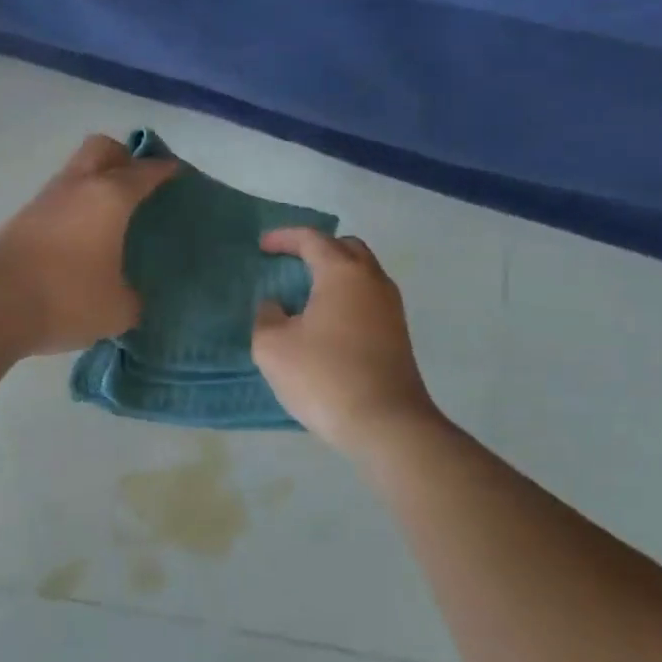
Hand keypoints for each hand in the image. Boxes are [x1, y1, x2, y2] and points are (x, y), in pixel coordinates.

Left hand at [0, 135, 176, 354]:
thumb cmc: (67, 298)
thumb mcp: (117, 310)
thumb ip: (131, 299)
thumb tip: (127, 297)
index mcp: (109, 197)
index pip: (144, 171)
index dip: (163, 169)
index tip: (175, 173)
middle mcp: (76, 187)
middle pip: (102, 148)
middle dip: (123, 157)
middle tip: (137, 183)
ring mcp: (44, 201)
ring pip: (75, 172)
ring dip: (94, 182)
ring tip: (110, 215)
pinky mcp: (20, 221)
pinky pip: (57, 200)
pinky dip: (73, 207)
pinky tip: (81, 237)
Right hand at [251, 228, 439, 453]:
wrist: (386, 423)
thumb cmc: (324, 376)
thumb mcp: (272, 347)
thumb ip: (266, 317)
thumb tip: (276, 306)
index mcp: (342, 273)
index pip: (312, 239)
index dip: (284, 238)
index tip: (262, 246)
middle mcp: (372, 281)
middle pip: (347, 248)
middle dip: (317, 248)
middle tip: (291, 262)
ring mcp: (391, 308)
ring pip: (363, 274)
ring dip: (335, 274)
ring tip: (307, 292)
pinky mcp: (398, 335)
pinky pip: (369, 299)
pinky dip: (346, 297)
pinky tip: (327, 321)